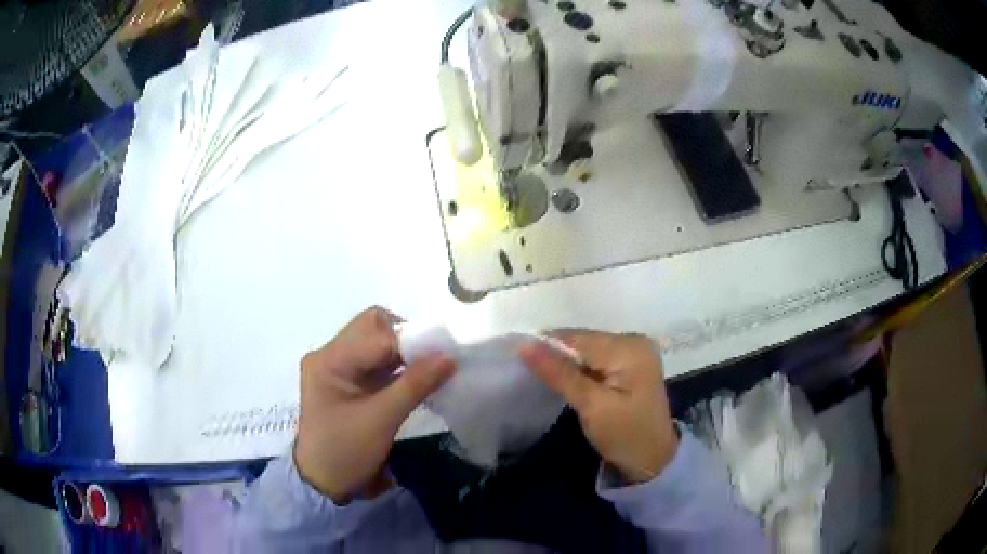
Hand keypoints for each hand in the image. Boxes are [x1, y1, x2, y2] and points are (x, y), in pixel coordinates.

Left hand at [294, 307, 455, 502]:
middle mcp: (330, 356)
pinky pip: (377, 363)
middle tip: (432, 360)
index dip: (410, 340)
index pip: (374, 335)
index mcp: (328, 360)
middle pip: (372, 328)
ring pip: (376, 344)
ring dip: (404, 353)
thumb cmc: (346, 452)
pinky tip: (418, 379)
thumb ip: (415, 385)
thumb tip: (449, 356)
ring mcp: (338, 369)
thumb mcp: (381, 420)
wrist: (324, 485)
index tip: (444, 353)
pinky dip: (399, 367)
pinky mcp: (349, 383)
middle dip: (406, 339)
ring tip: (431, 369)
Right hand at [520, 331, 677, 484]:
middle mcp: (633, 340)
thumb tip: (524, 345)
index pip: (577, 338)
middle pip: (582, 341)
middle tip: (531, 377)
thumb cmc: (625, 435)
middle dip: (557, 357)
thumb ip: (559, 373)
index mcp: (629, 347)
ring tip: (546, 381)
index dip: (546, 347)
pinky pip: (596, 358)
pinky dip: (580, 370)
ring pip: (586, 350)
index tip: (518, 362)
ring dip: (567, 365)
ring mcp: (634, 351)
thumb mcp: (591, 406)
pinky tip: (569, 384)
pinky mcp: (630, 363)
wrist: (653, 460)